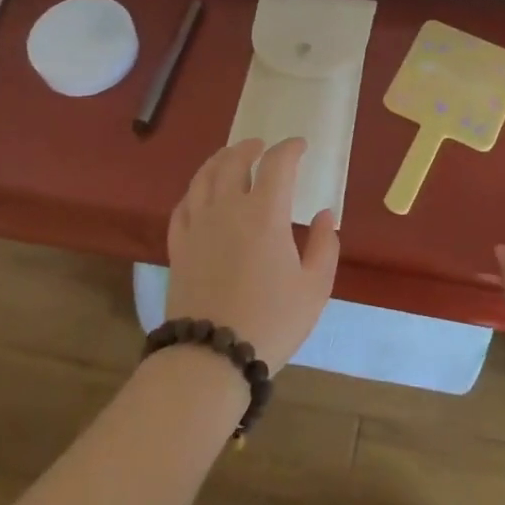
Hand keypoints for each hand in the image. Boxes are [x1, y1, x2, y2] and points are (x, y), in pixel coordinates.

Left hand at [163, 137, 338, 372]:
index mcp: (265, 213)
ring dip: (219, 160)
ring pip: (203, 177)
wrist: (211, 358)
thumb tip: (325, 215)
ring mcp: (198, 226)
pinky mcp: (178, 246)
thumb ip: (325, 245)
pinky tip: (201, 195)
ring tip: (229, 158)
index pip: (277, 164)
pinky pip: (183, 205)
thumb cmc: (271, 321)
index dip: (290, 148)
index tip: (300, 146)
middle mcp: (227, 208)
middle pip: (233, 161)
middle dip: (250, 148)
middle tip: (261, 146)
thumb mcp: (315, 287)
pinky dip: (195, 191)